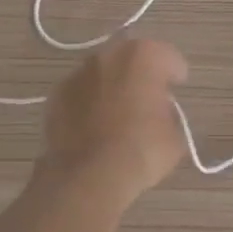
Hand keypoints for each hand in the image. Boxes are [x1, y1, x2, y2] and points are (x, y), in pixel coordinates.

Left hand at [39, 38, 189, 199]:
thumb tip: (158, 110)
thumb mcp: (175, 133)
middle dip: (140, 74)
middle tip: (148, 99)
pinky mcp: (56, 95)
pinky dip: (89, 103)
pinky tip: (94, 127)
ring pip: (103, 74)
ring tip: (118, 114)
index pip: (167, 56)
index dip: (175, 73)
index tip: (176, 87)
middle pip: (131, 59)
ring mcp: (78, 73)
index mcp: (143, 56)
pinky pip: (81, 93)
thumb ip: (168, 111)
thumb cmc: (142, 149)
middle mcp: (109, 55)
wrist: (89, 176)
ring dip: (112, 86)